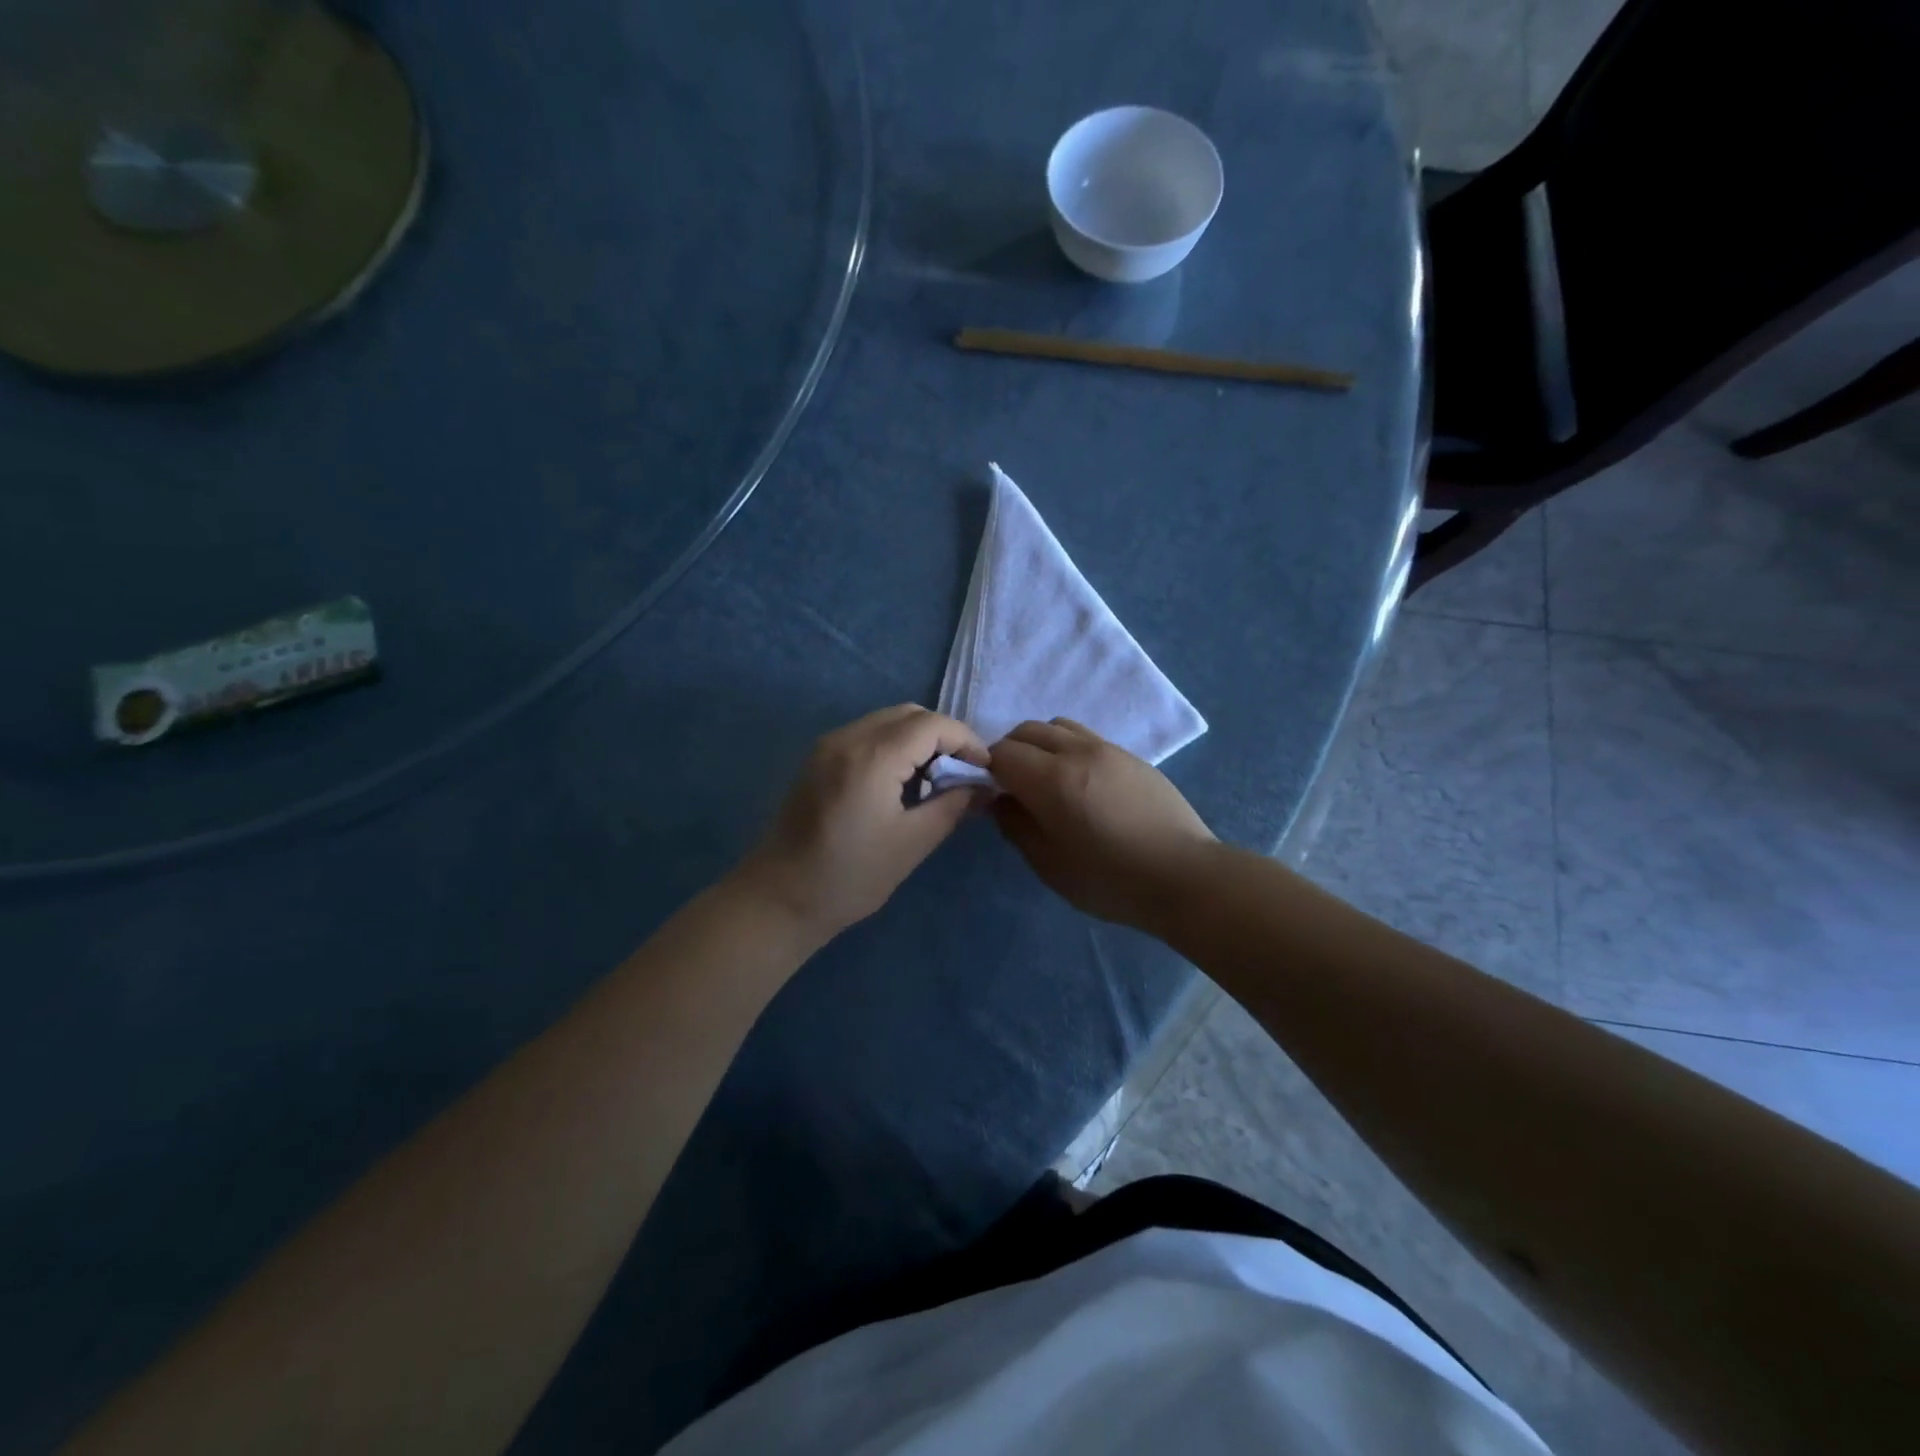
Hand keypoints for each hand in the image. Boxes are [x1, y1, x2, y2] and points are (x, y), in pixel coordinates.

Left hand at [737, 705, 988, 941]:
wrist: (777, 899)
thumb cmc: (849, 878)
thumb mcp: (911, 844)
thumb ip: (952, 806)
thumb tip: (983, 787)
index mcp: (871, 757)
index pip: (932, 725)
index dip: (966, 740)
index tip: (984, 771)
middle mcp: (847, 738)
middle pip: (909, 714)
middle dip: (943, 736)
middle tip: (963, 773)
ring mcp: (827, 745)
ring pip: (887, 721)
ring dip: (918, 740)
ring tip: (937, 779)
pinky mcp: (817, 759)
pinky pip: (867, 734)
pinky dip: (894, 746)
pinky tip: (903, 782)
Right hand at [989, 718, 1215, 931]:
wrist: (1184, 876)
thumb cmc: (1110, 880)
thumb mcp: (1049, 865)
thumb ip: (1016, 826)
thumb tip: (1000, 800)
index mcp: (1052, 779)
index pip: (1002, 753)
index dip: (988, 771)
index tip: (992, 796)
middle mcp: (1078, 751)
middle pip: (1028, 731)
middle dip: (1011, 753)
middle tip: (1015, 788)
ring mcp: (1109, 749)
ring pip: (1059, 726)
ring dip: (1041, 745)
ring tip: (1048, 781)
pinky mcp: (1132, 757)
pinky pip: (1087, 738)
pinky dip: (1069, 750)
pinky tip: (1082, 785)